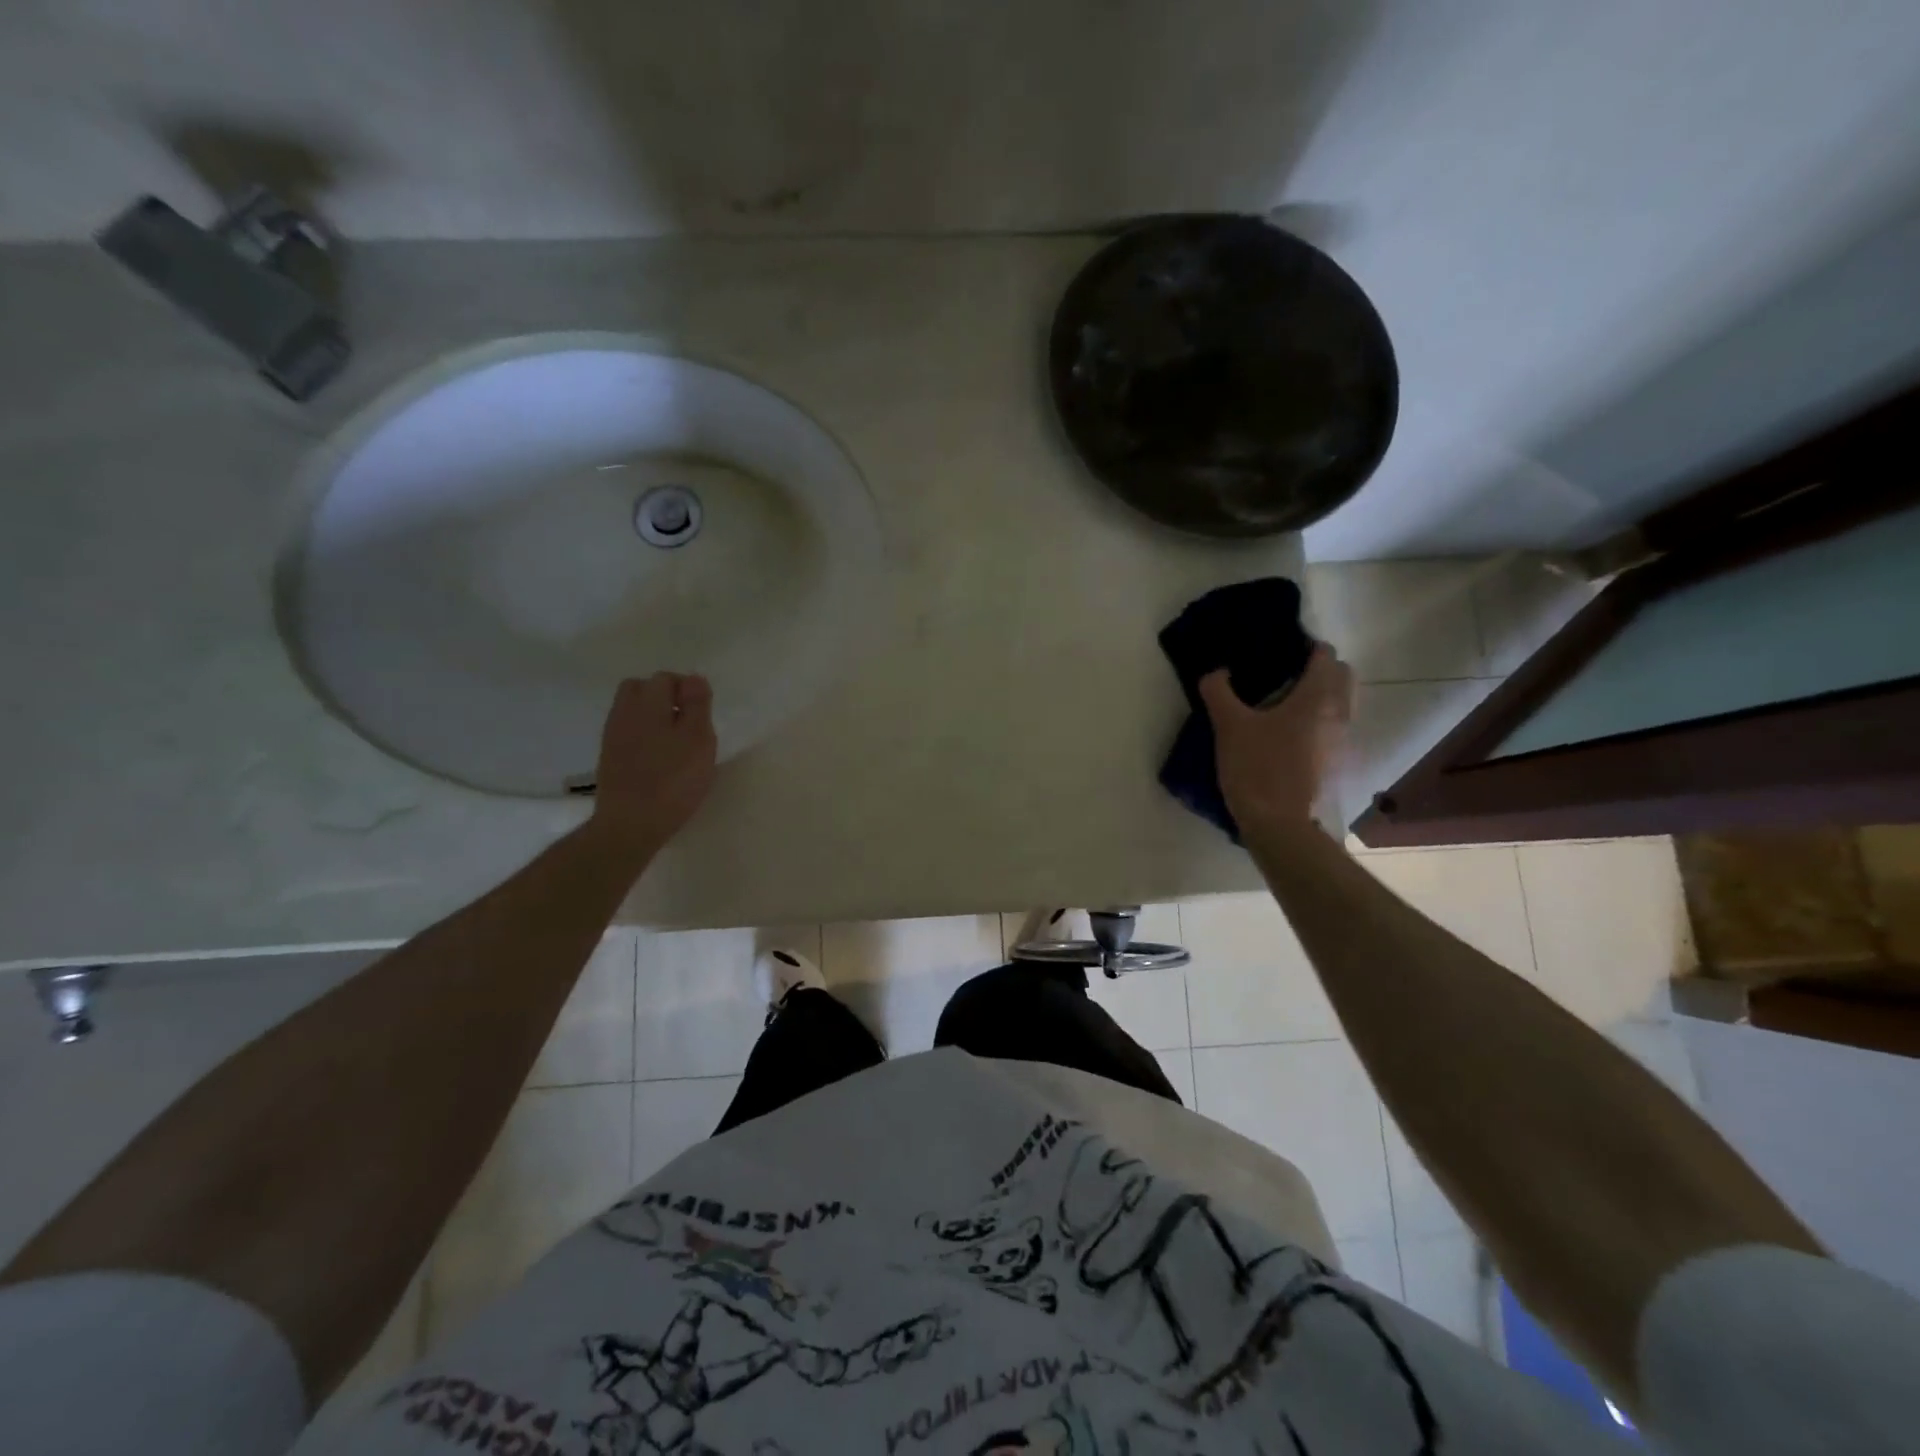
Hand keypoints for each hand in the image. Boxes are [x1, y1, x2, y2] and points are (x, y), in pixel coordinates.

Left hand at [588, 673, 716, 859]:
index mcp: (648, 703)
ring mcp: (612, 736)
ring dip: (653, 717)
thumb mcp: (698, 738)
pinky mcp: (609, 759)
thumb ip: (697, 704)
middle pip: (641, 689)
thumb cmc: (673, 779)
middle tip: (687, 722)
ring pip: (632, 711)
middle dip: (664, 697)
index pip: (666, 678)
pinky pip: (627, 733)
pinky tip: (658, 759)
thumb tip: (693, 678)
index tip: (703, 714)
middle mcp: (624, 712)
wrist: (630, 824)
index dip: (688, 690)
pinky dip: (643, 736)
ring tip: (675, 742)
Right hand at [1199, 645, 1353, 832]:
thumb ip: (1219, 691)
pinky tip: (1287, 733)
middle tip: (1283, 675)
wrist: (1279, 823)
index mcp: (1318, 697)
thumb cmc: (1257, 767)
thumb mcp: (1228, 725)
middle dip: (1318, 669)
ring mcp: (1342, 740)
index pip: (1325, 655)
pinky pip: (1333, 726)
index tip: (1278, 651)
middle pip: (1341, 675)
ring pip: (1340, 702)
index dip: (1304, 647)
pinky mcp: (1336, 761)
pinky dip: (1318, 720)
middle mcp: (1339, 713)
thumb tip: (1215, 672)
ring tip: (1282, 704)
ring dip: (1320, 695)